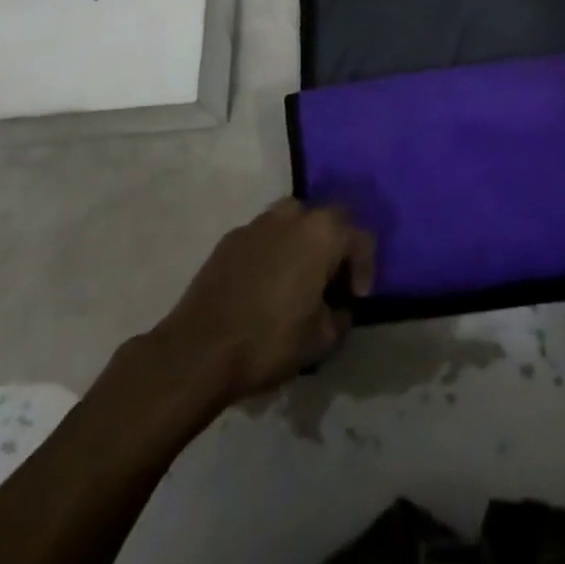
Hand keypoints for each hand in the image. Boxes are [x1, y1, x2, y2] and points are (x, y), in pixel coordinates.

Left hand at [155, 200, 375, 401]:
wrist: (198, 349)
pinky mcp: (231, 237)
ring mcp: (259, 222)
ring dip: (303, 244)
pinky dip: (273, 252)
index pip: (361, 238)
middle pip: (329, 220)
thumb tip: (340, 308)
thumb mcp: (321, 340)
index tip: (356, 299)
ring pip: (294, 222)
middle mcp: (295, 214)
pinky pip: (265, 236)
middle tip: (331, 283)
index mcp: (324, 232)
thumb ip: (342, 317)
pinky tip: (264, 285)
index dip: (366, 269)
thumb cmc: (269, 340)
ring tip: (297, 279)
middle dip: (336, 248)